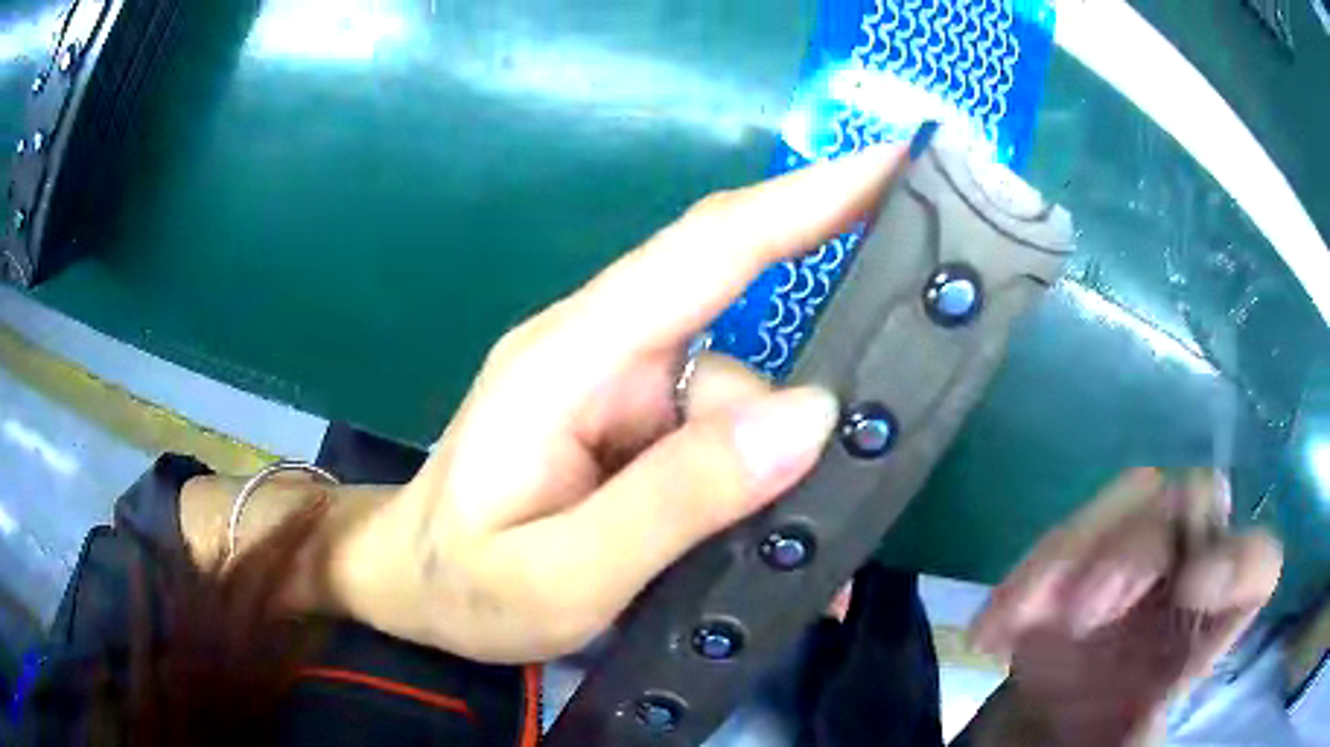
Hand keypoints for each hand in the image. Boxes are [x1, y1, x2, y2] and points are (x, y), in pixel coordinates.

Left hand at [330, 145, 908, 662]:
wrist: (412, 588)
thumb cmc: (466, 585)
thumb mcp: (563, 574)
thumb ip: (676, 500)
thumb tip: (807, 420)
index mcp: (570, 360)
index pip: (706, 249)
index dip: (805, 199)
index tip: (892, 167)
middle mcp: (600, 351)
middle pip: (735, 339)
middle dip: (802, 400)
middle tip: (856, 464)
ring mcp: (615, 388)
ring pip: (735, 405)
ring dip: (771, 473)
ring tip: (789, 555)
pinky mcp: (628, 426)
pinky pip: (714, 437)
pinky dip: (748, 483)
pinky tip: (762, 543)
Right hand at [968, 469, 1282, 745]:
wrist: (1043, 734)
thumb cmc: (1096, 743)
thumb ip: (1142, 736)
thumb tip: (1141, 720)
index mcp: (1212, 624)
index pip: (1258, 564)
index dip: (1238, 560)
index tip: (1189, 590)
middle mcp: (1187, 571)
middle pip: (1194, 501)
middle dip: (1137, 548)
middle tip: (1084, 613)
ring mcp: (1135, 554)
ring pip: (1134, 496)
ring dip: (1075, 548)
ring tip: (1024, 617)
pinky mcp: (1079, 559)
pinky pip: (1063, 536)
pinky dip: (1026, 575)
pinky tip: (992, 631)